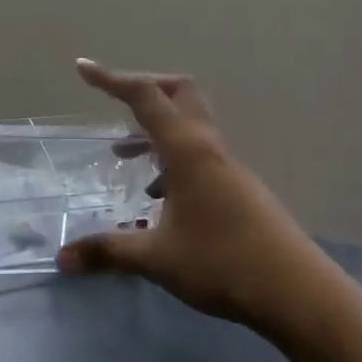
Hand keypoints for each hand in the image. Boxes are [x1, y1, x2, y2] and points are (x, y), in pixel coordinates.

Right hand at [59, 61, 333, 335]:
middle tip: (113, 106)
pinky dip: (172, 158)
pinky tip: (158, 197)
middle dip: (143, 90)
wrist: (299, 294)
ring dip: (155, 129)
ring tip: (123, 156)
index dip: (111, 79)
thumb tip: (62, 258)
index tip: (83, 68)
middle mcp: (209, 147)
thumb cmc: (224, 264)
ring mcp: (228, 167)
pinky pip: (198, 153)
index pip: (145, 97)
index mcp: (188, 149)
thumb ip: (108, 252)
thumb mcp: (157, 258)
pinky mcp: (239, 188)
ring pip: (189, 125)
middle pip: (178, 93)